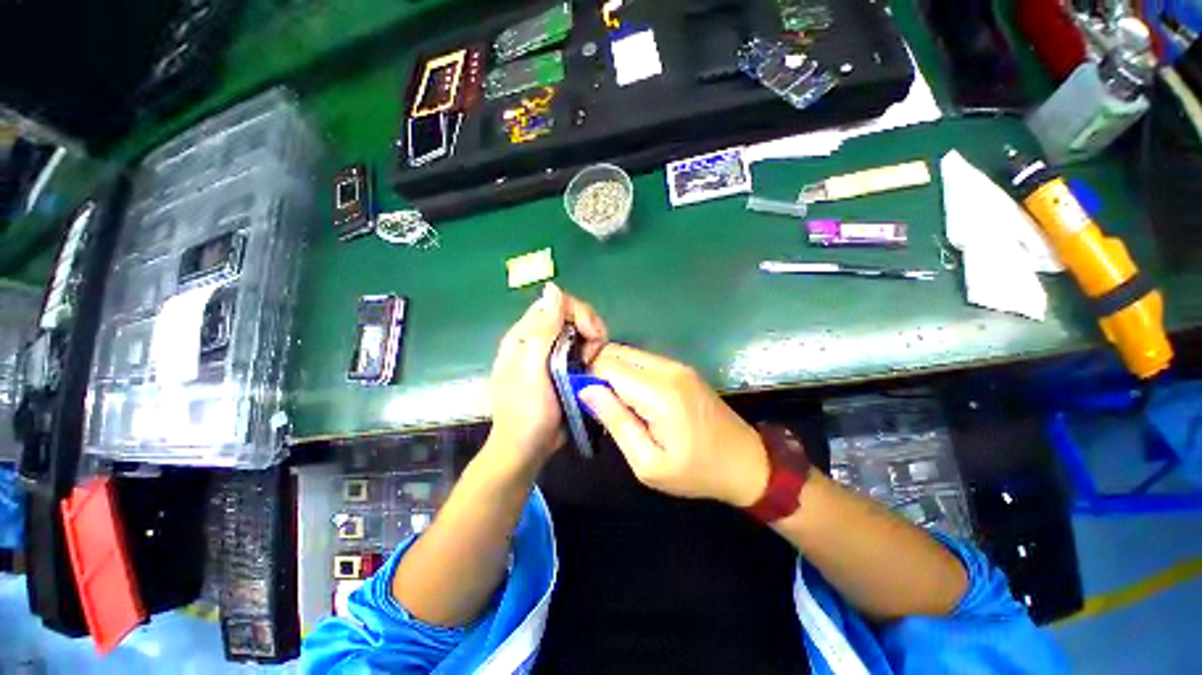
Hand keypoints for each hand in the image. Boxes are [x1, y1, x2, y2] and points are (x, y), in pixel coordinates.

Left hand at [484, 283, 607, 478]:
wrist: (526, 449)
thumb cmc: (526, 414)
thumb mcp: (531, 372)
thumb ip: (542, 331)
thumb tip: (553, 289)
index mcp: (523, 336)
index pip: (554, 303)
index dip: (577, 312)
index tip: (591, 336)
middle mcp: (536, 339)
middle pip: (569, 314)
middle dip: (588, 327)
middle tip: (594, 352)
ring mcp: (549, 352)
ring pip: (577, 330)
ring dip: (592, 340)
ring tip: (593, 362)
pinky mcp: (561, 366)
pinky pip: (580, 347)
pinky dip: (591, 352)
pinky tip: (592, 367)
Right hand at [580, 344, 768, 506]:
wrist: (745, 462)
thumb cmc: (695, 471)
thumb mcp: (648, 463)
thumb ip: (615, 422)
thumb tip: (586, 390)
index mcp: (659, 392)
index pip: (606, 364)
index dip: (587, 378)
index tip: (582, 401)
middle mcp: (667, 368)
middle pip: (615, 352)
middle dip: (597, 371)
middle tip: (596, 404)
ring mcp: (676, 364)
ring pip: (627, 353)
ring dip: (612, 372)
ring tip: (613, 403)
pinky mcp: (680, 368)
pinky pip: (642, 360)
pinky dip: (628, 373)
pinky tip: (631, 397)